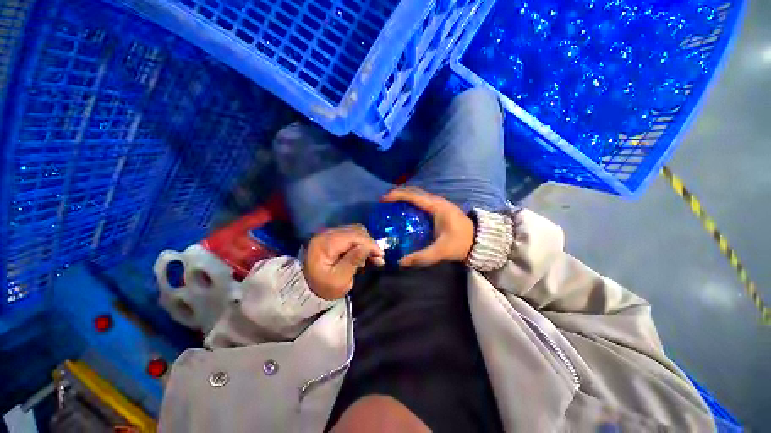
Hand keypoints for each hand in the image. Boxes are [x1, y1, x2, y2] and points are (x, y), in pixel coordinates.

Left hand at [304, 225, 384, 299]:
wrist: (307, 289)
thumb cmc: (323, 288)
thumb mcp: (339, 280)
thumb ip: (353, 261)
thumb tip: (367, 247)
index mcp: (325, 244)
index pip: (352, 236)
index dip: (369, 244)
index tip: (381, 256)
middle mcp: (326, 234)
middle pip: (355, 231)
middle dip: (369, 243)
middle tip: (378, 258)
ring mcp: (329, 234)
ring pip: (355, 231)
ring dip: (366, 242)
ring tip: (371, 257)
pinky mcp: (332, 237)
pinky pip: (351, 234)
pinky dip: (360, 242)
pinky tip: (363, 253)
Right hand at [382, 187, 474, 266]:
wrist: (479, 240)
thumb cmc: (460, 243)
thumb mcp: (440, 252)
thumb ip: (421, 257)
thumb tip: (400, 262)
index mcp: (436, 207)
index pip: (413, 196)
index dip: (397, 195)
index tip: (383, 200)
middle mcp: (437, 201)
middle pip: (413, 191)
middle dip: (398, 194)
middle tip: (384, 202)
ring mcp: (439, 203)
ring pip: (418, 194)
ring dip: (404, 197)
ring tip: (391, 205)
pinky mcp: (440, 207)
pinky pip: (422, 200)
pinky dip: (411, 201)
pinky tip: (405, 210)